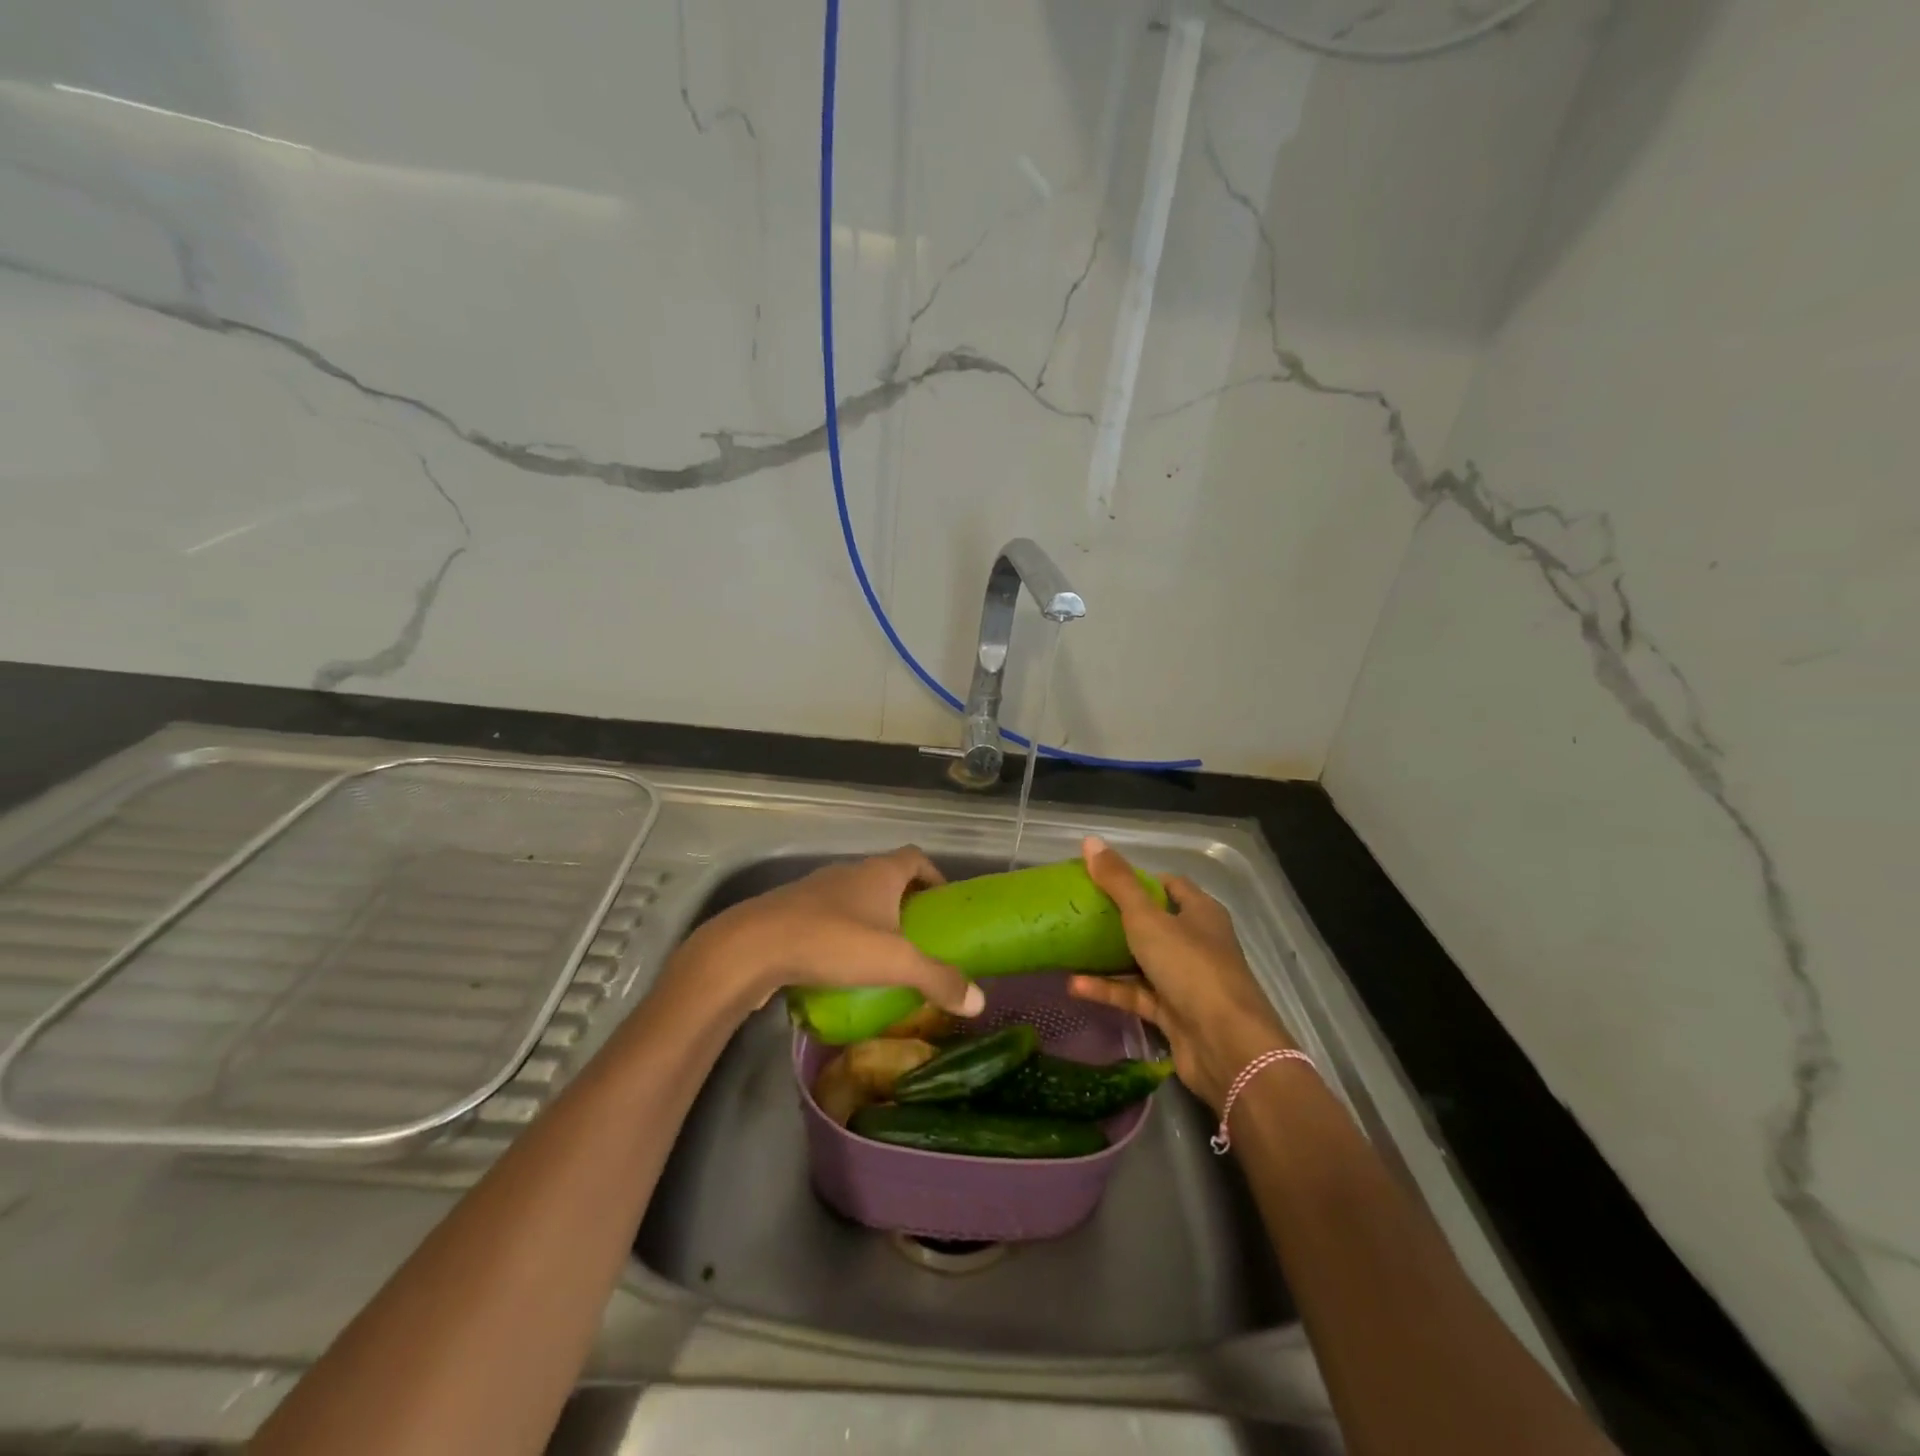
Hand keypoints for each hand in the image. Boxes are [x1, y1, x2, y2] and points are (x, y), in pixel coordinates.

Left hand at [669, 846, 985, 1021]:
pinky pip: (827, 917)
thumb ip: (938, 979)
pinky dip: (841, 935)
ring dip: (871, 920)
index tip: (942, 904)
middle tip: (918, 939)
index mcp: (879, 872)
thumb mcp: (895, 962)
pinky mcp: (791, 912)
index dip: (933, 876)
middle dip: (905, 904)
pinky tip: (841, 968)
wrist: (752, 947)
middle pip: (886, 878)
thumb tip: (979, 1000)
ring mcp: (816, 890)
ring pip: (855, 899)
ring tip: (882, 958)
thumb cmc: (832, 941)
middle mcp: (849, 872)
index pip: (916, 858)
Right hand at [1068, 836, 1294, 1110]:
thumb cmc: (1190, 967)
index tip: (1100, 879)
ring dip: (1108, 957)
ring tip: (1068, 948)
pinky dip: (1109, 989)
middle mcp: (1196, 942)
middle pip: (1153, 923)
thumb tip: (1090, 840)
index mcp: (1200, 912)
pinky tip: (1074, 985)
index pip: (1169, 885)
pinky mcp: (1173, 1014)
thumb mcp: (1147, 918)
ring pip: (1141, 961)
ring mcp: (1186, 980)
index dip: (1137, 879)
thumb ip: (1118, 882)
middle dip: (1117, 918)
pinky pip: (1136, 995)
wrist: (1226, 1046)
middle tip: (1078, 912)